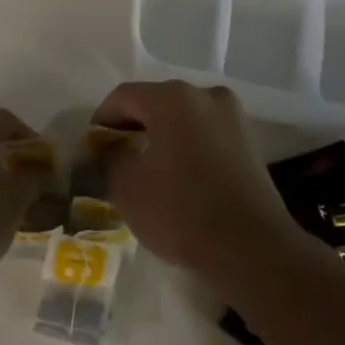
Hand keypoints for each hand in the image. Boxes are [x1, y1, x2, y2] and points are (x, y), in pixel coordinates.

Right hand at [90, 81, 299, 283]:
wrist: (253, 249)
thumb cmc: (181, 211)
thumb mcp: (127, 187)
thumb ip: (109, 158)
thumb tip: (106, 149)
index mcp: (172, 98)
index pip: (123, 97)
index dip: (102, 120)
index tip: (91, 148)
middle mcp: (205, 95)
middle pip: (156, 103)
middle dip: (133, 127)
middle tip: (115, 157)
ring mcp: (233, 117)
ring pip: (184, 119)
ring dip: (162, 137)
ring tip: (147, 170)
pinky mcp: (250, 143)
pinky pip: (206, 136)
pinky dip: (188, 148)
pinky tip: (179, 178)